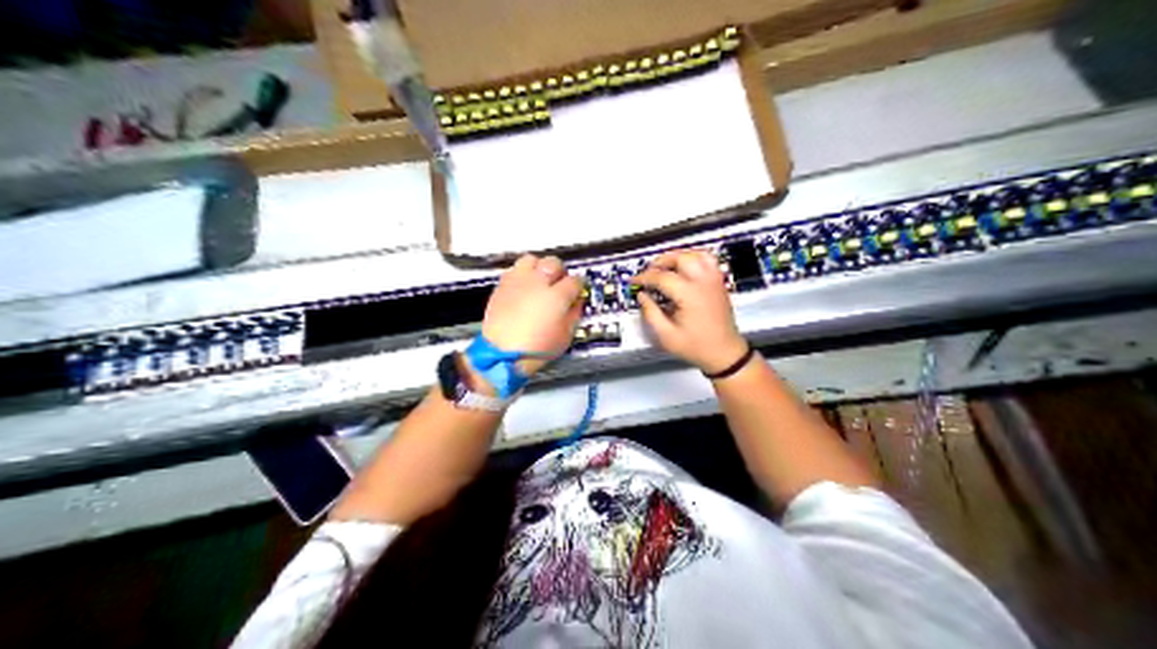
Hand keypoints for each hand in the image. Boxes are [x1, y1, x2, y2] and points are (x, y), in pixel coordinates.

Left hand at [483, 251, 582, 375]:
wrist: (501, 354)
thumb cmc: (537, 349)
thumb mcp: (565, 337)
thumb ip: (573, 315)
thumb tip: (576, 302)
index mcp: (557, 297)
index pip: (575, 281)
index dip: (579, 286)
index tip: (577, 292)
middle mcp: (538, 283)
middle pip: (554, 263)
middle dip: (559, 272)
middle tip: (558, 283)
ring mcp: (518, 281)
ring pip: (531, 260)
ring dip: (538, 267)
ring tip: (538, 280)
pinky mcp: (502, 285)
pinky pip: (514, 270)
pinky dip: (521, 275)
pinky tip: (523, 287)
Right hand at [631, 249, 749, 375]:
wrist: (724, 352)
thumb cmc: (698, 346)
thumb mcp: (667, 336)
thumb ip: (651, 313)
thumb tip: (642, 296)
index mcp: (689, 295)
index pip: (662, 277)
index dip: (644, 277)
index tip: (635, 281)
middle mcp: (703, 283)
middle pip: (679, 257)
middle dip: (660, 262)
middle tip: (648, 273)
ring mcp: (714, 280)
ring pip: (695, 254)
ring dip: (677, 257)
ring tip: (665, 267)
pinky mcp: (718, 282)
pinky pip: (707, 259)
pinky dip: (693, 258)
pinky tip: (684, 267)